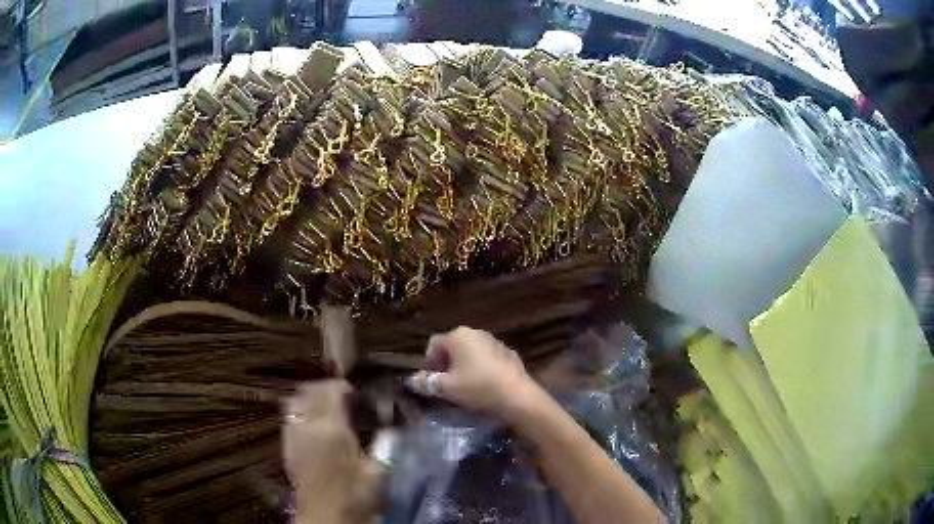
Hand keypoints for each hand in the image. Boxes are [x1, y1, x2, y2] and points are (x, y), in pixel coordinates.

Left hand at [282, 380, 381, 523]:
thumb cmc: (356, 496)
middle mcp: (308, 425)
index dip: (342, 386)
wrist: (326, 517)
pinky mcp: (286, 446)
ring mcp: (293, 435)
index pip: (330, 390)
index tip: (355, 393)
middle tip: (342, 397)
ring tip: (325, 408)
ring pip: (295, 401)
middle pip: (309, 390)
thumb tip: (391, 427)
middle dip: (325, 388)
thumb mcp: (378, 470)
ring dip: (309, 398)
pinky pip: (288, 417)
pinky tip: (312, 425)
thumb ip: (385, 444)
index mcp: (332, 428)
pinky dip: (299, 411)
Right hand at [418, 327, 541, 420]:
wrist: (516, 395)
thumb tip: (412, 380)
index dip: (429, 361)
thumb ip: (427, 382)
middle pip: (453, 345)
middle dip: (447, 363)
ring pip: (471, 351)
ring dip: (464, 364)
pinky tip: (485, 383)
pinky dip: (481, 367)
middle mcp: (475, 332)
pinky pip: (486, 357)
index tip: (434, 379)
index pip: (434, 344)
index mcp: (458, 336)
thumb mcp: (446, 388)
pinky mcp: (507, 352)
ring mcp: (494, 340)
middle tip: (448, 383)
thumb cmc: (477, 387)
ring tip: (466, 385)